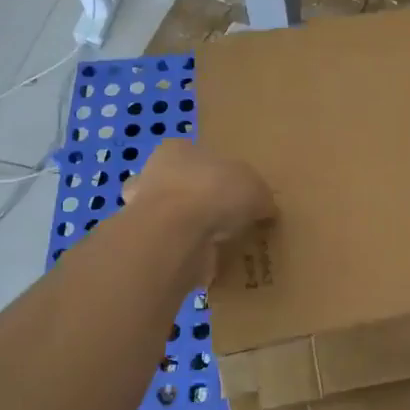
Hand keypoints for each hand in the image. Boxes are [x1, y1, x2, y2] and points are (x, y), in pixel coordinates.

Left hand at [123, 140, 274, 257]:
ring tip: (221, 244)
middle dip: (203, 202)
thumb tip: (265, 208)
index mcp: (178, 148)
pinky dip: (187, 252)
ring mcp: (143, 209)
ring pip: (173, 217)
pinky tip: (208, 261)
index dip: (220, 175)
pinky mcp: (145, 241)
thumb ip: (259, 195)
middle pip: (183, 185)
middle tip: (230, 220)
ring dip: (192, 229)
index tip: (237, 194)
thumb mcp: (255, 187)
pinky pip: (172, 244)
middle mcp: (155, 173)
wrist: (174, 233)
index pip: (199, 156)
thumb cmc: (214, 192)